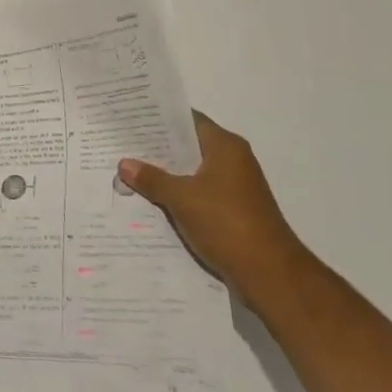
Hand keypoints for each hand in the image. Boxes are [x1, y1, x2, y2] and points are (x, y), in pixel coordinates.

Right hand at [120, 111, 306, 297]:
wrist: (269, 274)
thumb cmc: (226, 223)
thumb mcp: (182, 198)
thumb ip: (152, 179)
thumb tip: (124, 163)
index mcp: (225, 147)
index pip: (188, 120)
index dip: (160, 119)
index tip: (131, 117)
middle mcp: (233, 161)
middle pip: (189, 146)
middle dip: (157, 149)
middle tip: (123, 145)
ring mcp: (235, 187)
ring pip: (192, 172)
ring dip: (167, 174)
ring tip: (130, 172)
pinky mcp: (233, 211)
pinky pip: (199, 194)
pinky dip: (179, 195)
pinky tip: (152, 201)